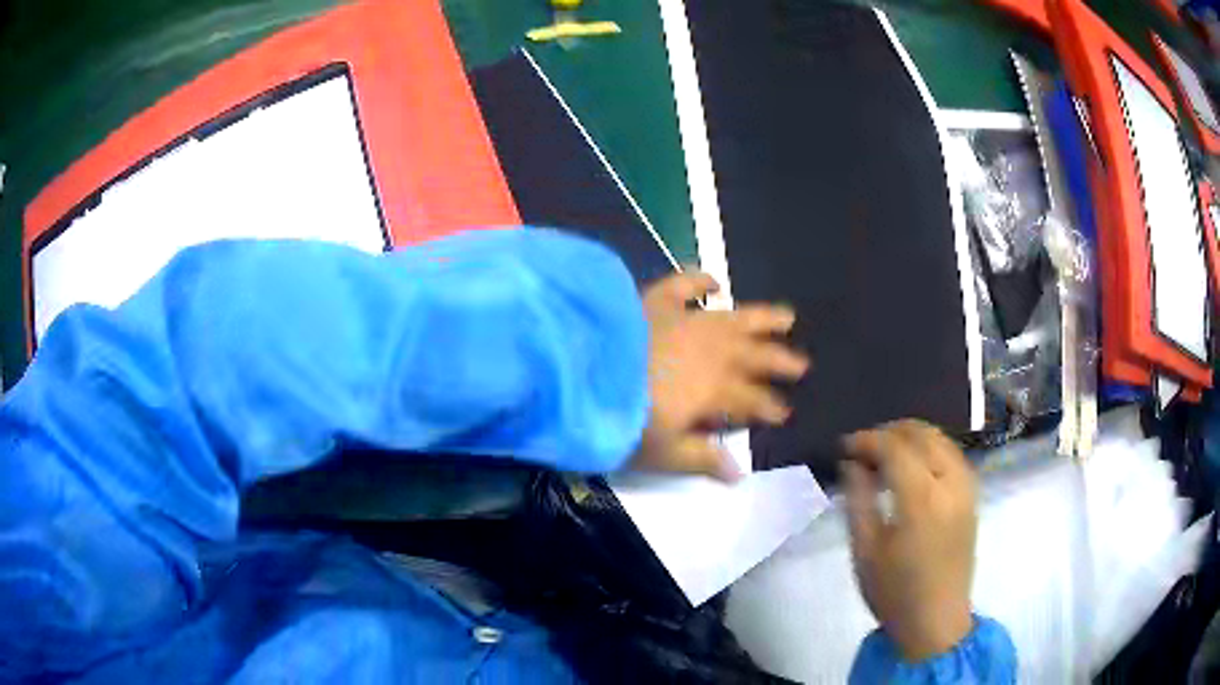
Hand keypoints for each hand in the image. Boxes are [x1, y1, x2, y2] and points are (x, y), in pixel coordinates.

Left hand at [629, 272, 808, 480]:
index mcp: (715, 391)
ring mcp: (687, 321)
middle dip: (779, 362)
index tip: (785, 412)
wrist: (582, 373)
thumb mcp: (664, 452)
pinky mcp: (657, 301)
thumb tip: (739, 474)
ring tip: (787, 317)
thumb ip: (702, 459)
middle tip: (802, 365)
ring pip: (735, 318)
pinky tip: (716, 282)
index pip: (752, 401)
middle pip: (754, 356)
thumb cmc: (623, 421)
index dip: (770, 407)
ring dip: (762, 319)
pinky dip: (701, 280)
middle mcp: (712, 352)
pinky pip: (685, 284)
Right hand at [843, 420, 977, 661]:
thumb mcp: (865, 550)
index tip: (843, 446)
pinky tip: (912, 467)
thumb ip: (858, 499)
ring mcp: (967, 488)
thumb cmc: (895, 593)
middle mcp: (951, 484)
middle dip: (889, 431)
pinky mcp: (973, 496)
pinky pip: (952, 454)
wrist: (936, 622)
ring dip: (911, 437)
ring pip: (941, 439)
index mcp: (922, 499)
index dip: (866, 439)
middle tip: (862, 448)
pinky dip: (930, 449)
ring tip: (885, 455)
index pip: (894, 447)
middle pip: (922, 434)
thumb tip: (851, 463)